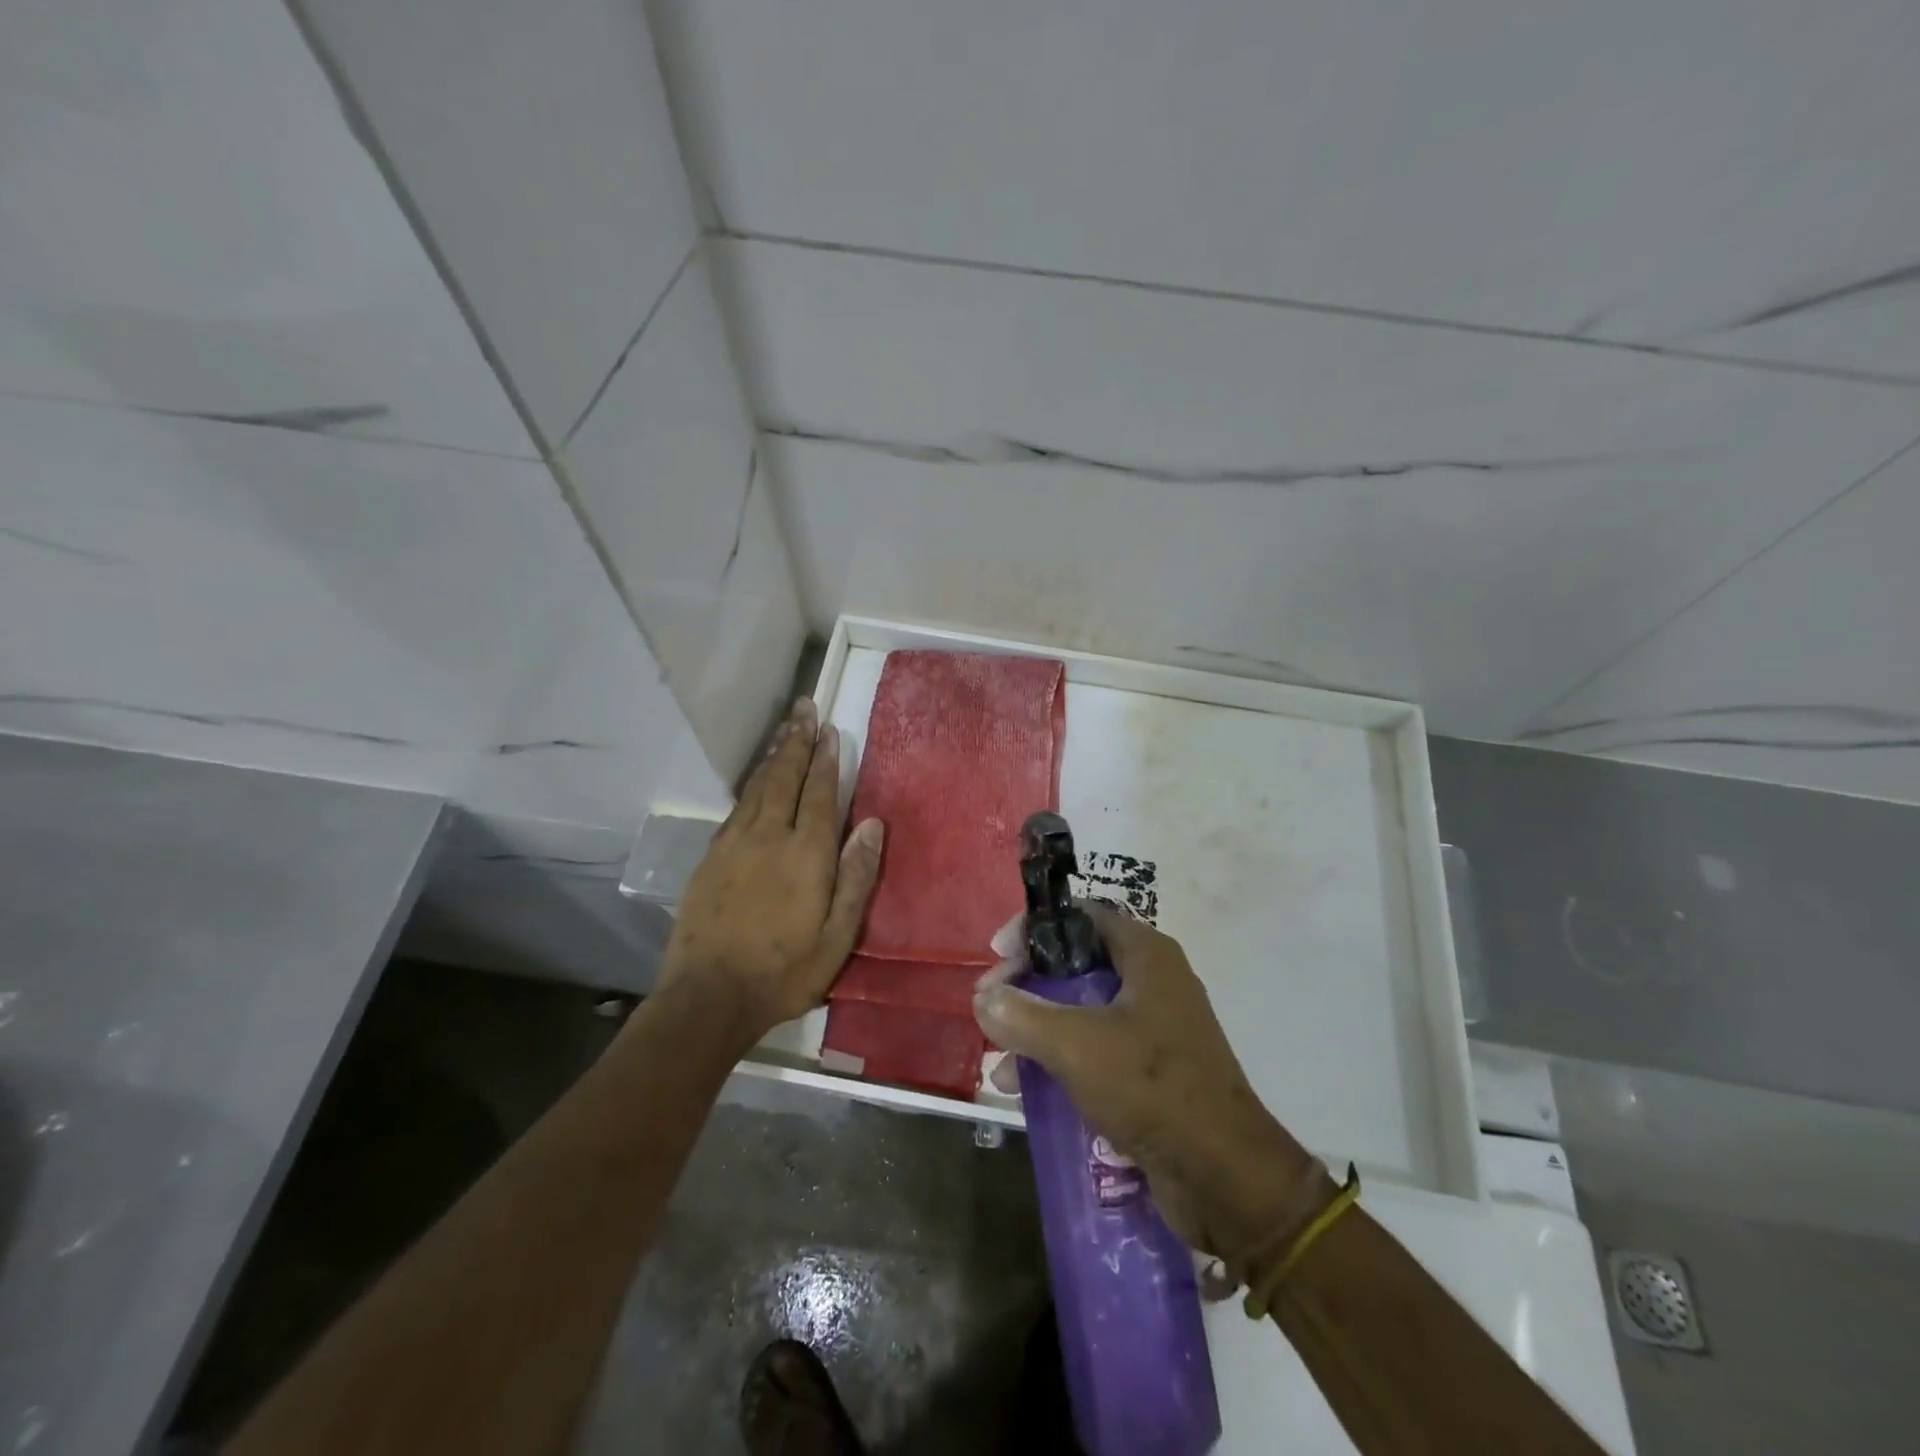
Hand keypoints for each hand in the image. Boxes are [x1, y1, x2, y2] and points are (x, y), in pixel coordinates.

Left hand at [657, 698, 883, 1043]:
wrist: (709, 997)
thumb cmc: (785, 971)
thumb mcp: (838, 936)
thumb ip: (857, 876)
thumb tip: (873, 824)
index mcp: (806, 853)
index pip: (819, 793)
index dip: (825, 759)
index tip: (829, 729)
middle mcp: (769, 836)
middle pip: (784, 777)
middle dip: (796, 741)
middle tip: (804, 708)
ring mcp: (734, 844)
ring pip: (757, 787)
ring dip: (773, 755)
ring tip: (785, 729)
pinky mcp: (711, 857)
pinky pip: (736, 807)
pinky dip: (751, 784)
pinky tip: (756, 780)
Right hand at [974, 904, 1325, 1261]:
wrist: (1224, 1177)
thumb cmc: (1152, 1088)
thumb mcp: (1076, 1045)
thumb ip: (1023, 1015)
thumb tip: (983, 998)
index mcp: (1146, 956)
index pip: (1081, 916)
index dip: (1036, 928)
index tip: (998, 955)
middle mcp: (1153, 982)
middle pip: (1077, 964)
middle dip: (1029, 985)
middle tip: (991, 1007)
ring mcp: (1155, 1028)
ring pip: (1083, 1011)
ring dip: (1039, 1029)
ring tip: (1000, 1060)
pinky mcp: (1152, 1072)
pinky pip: (1096, 1051)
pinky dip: (1061, 1061)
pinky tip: (1026, 1090)